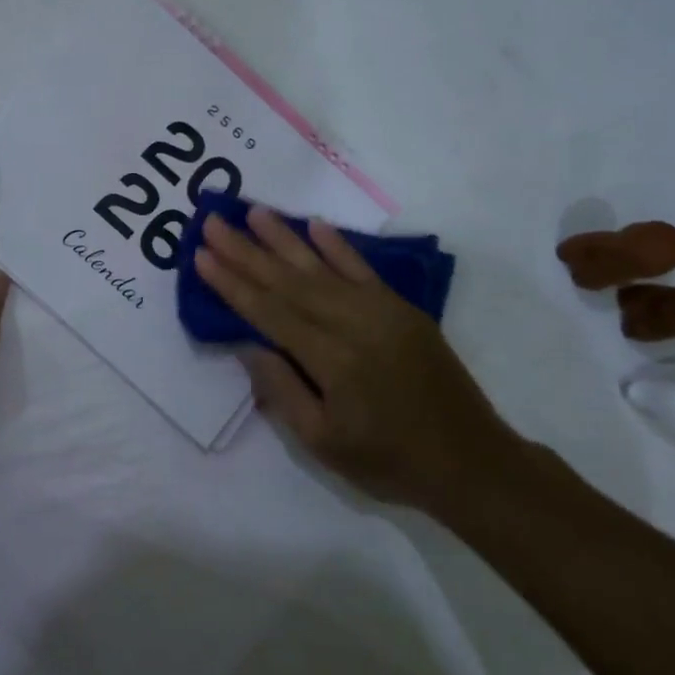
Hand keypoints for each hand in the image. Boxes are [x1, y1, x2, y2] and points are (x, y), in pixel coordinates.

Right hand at [195, 206, 522, 512]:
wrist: (473, 462)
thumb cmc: (389, 462)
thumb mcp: (323, 443)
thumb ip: (282, 390)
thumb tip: (247, 344)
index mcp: (333, 360)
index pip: (270, 312)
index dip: (232, 284)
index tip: (202, 255)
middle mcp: (355, 324)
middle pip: (289, 281)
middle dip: (246, 251)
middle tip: (214, 222)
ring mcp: (382, 311)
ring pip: (322, 267)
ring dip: (284, 238)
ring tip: (253, 212)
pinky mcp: (402, 309)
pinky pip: (363, 269)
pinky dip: (337, 246)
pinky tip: (315, 226)